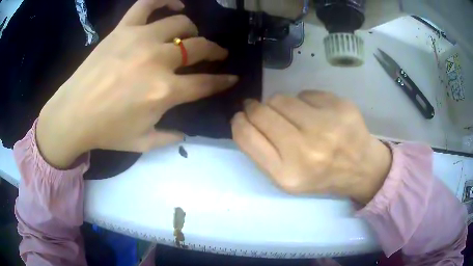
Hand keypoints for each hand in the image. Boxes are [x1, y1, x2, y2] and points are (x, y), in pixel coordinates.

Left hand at [36, 0, 237, 168]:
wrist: (72, 115)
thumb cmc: (106, 132)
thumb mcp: (142, 142)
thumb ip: (169, 138)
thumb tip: (186, 132)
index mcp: (164, 92)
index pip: (206, 83)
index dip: (222, 81)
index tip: (231, 77)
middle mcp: (158, 60)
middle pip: (199, 48)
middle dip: (214, 51)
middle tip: (217, 54)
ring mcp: (140, 39)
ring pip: (180, 23)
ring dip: (191, 30)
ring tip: (189, 36)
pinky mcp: (123, 29)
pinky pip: (148, 3)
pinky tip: (175, 4)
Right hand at [231, 91, 391, 203]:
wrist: (360, 168)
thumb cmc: (320, 176)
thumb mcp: (286, 178)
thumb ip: (261, 152)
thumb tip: (245, 117)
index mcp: (287, 174)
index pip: (246, 135)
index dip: (239, 122)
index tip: (242, 117)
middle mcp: (306, 150)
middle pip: (262, 112)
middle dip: (256, 109)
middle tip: (263, 111)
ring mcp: (327, 126)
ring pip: (282, 98)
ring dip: (281, 105)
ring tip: (294, 116)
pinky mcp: (341, 107)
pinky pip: (306, 93)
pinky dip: (305, 101)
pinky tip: (317, 114)